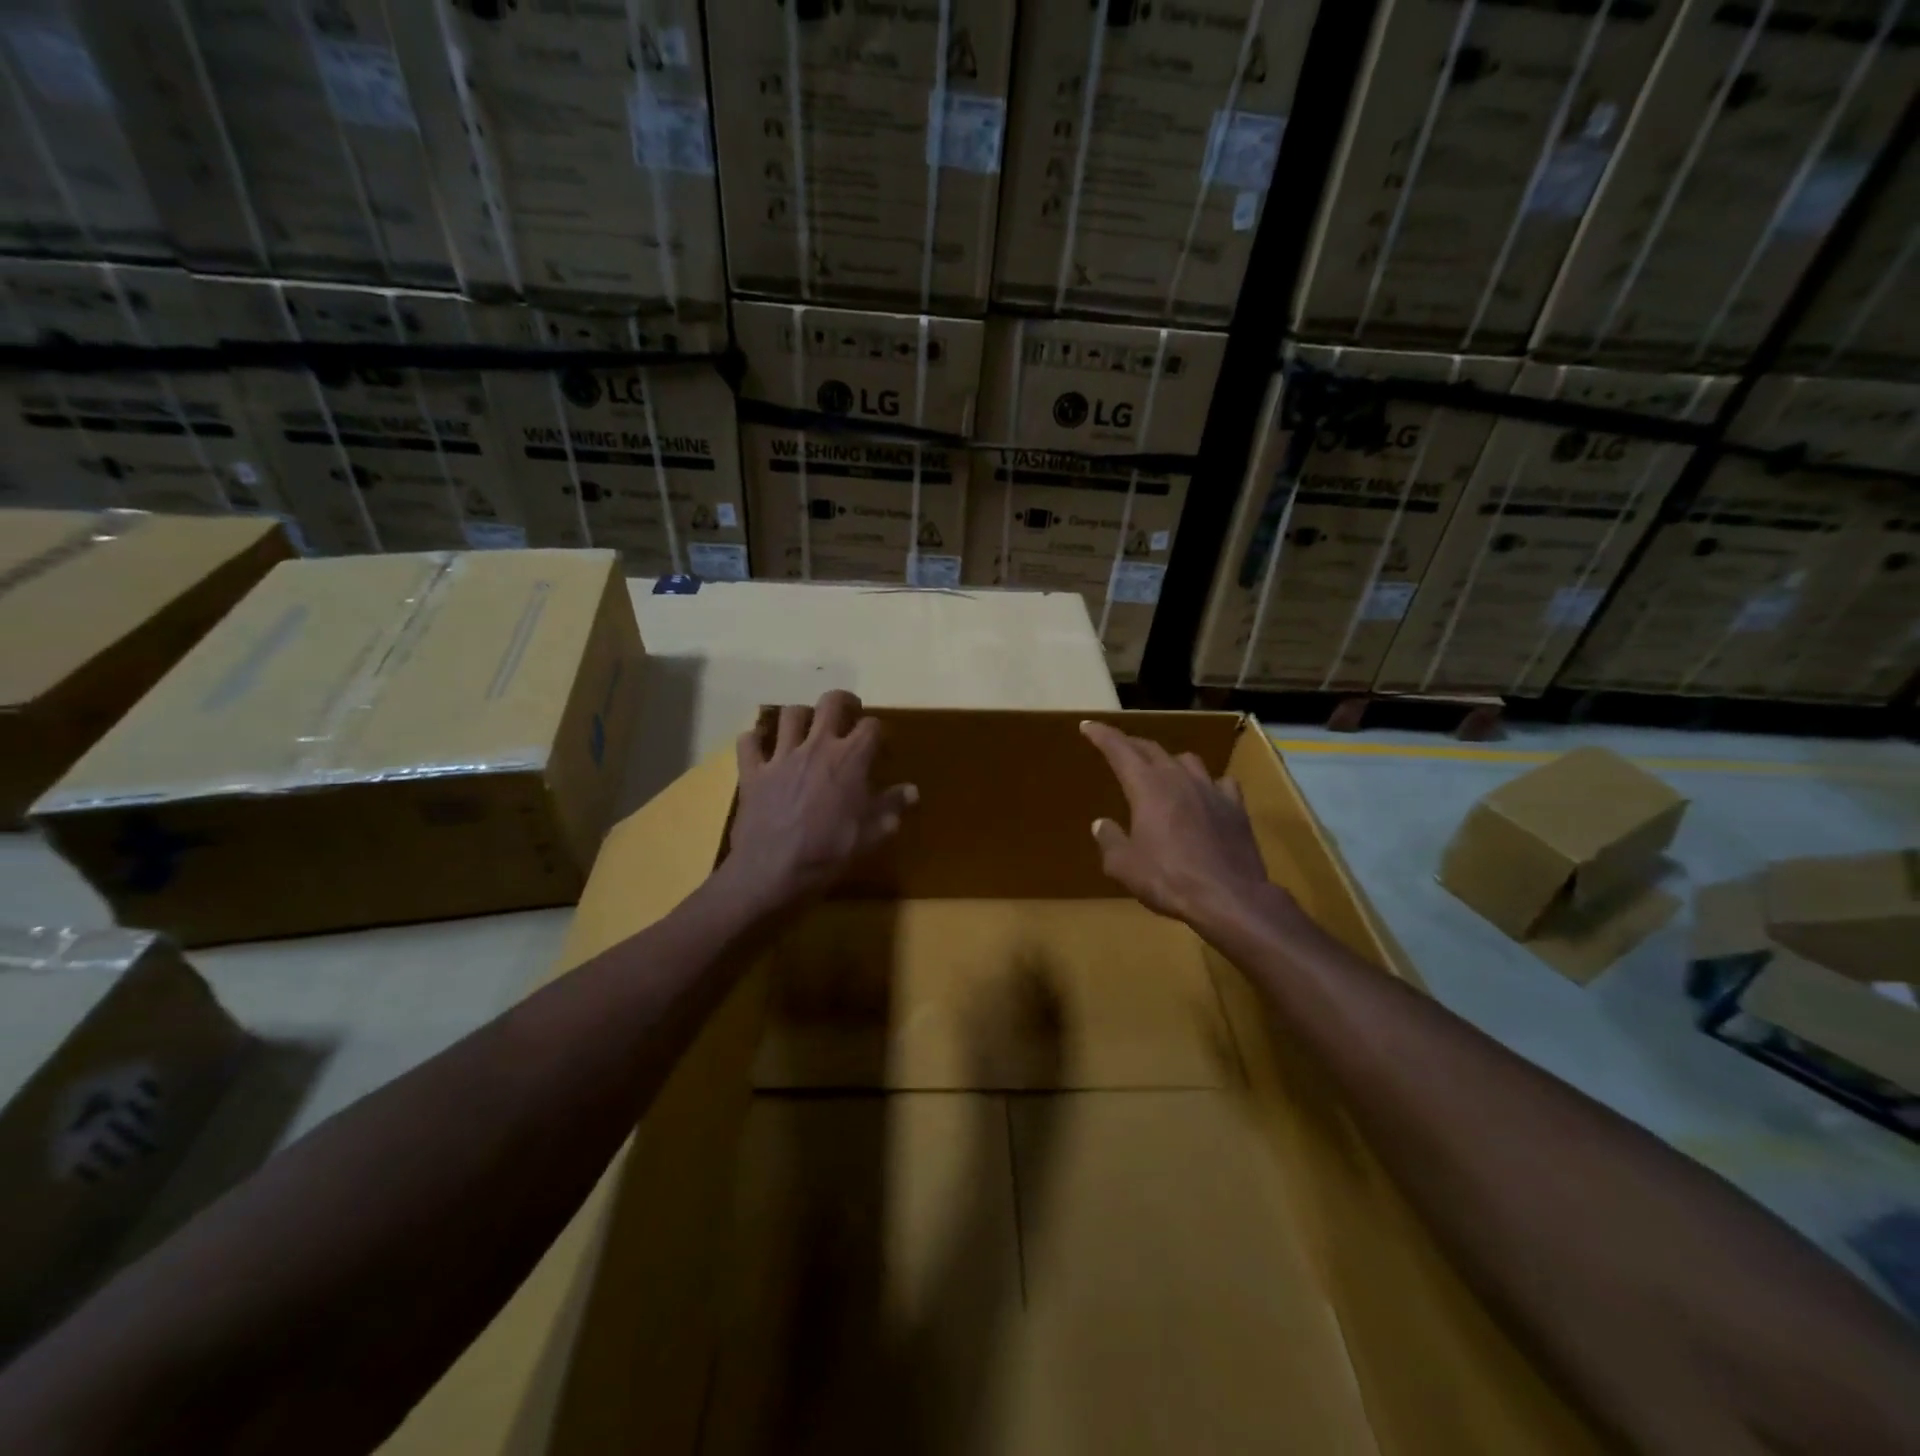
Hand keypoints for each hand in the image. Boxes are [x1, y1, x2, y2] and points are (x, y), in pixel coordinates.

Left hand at [724, 690, 916, 910]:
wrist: (773, 873)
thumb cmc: (829, 854)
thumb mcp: (870, 835)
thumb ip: (891, 807)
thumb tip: (912, 791)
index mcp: (850, 759)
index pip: (871, 726)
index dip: (878, 732)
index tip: (880, 747)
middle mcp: (817, 746)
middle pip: (831, 703)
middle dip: (843, 702)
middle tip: (848, 712)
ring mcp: (781, 756)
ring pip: (790, 714)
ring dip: (801, 716)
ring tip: (806, 728)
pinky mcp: (752, 772)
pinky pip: (749, 741)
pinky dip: (755, 739)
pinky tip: (761, 745)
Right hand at [1080, 720, 1281, 930]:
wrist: (1229, 898)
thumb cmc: (1169, 879)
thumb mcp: (1124, 866)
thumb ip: (1110, 840)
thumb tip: (1101, 824)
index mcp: (1147, 787)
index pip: (1119, 749)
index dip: (1102, 735)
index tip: (1088, 725)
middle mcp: (1178, 778)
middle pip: (1152, 749)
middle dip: (1132, 745)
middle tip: (1119, 748)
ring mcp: (1211, 790)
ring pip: (1187, 760)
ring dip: (1169, 761)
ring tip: (1163, 771)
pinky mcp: (1235, 807)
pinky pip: (1220, 782)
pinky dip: (1207, 783)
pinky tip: (1205, 794)